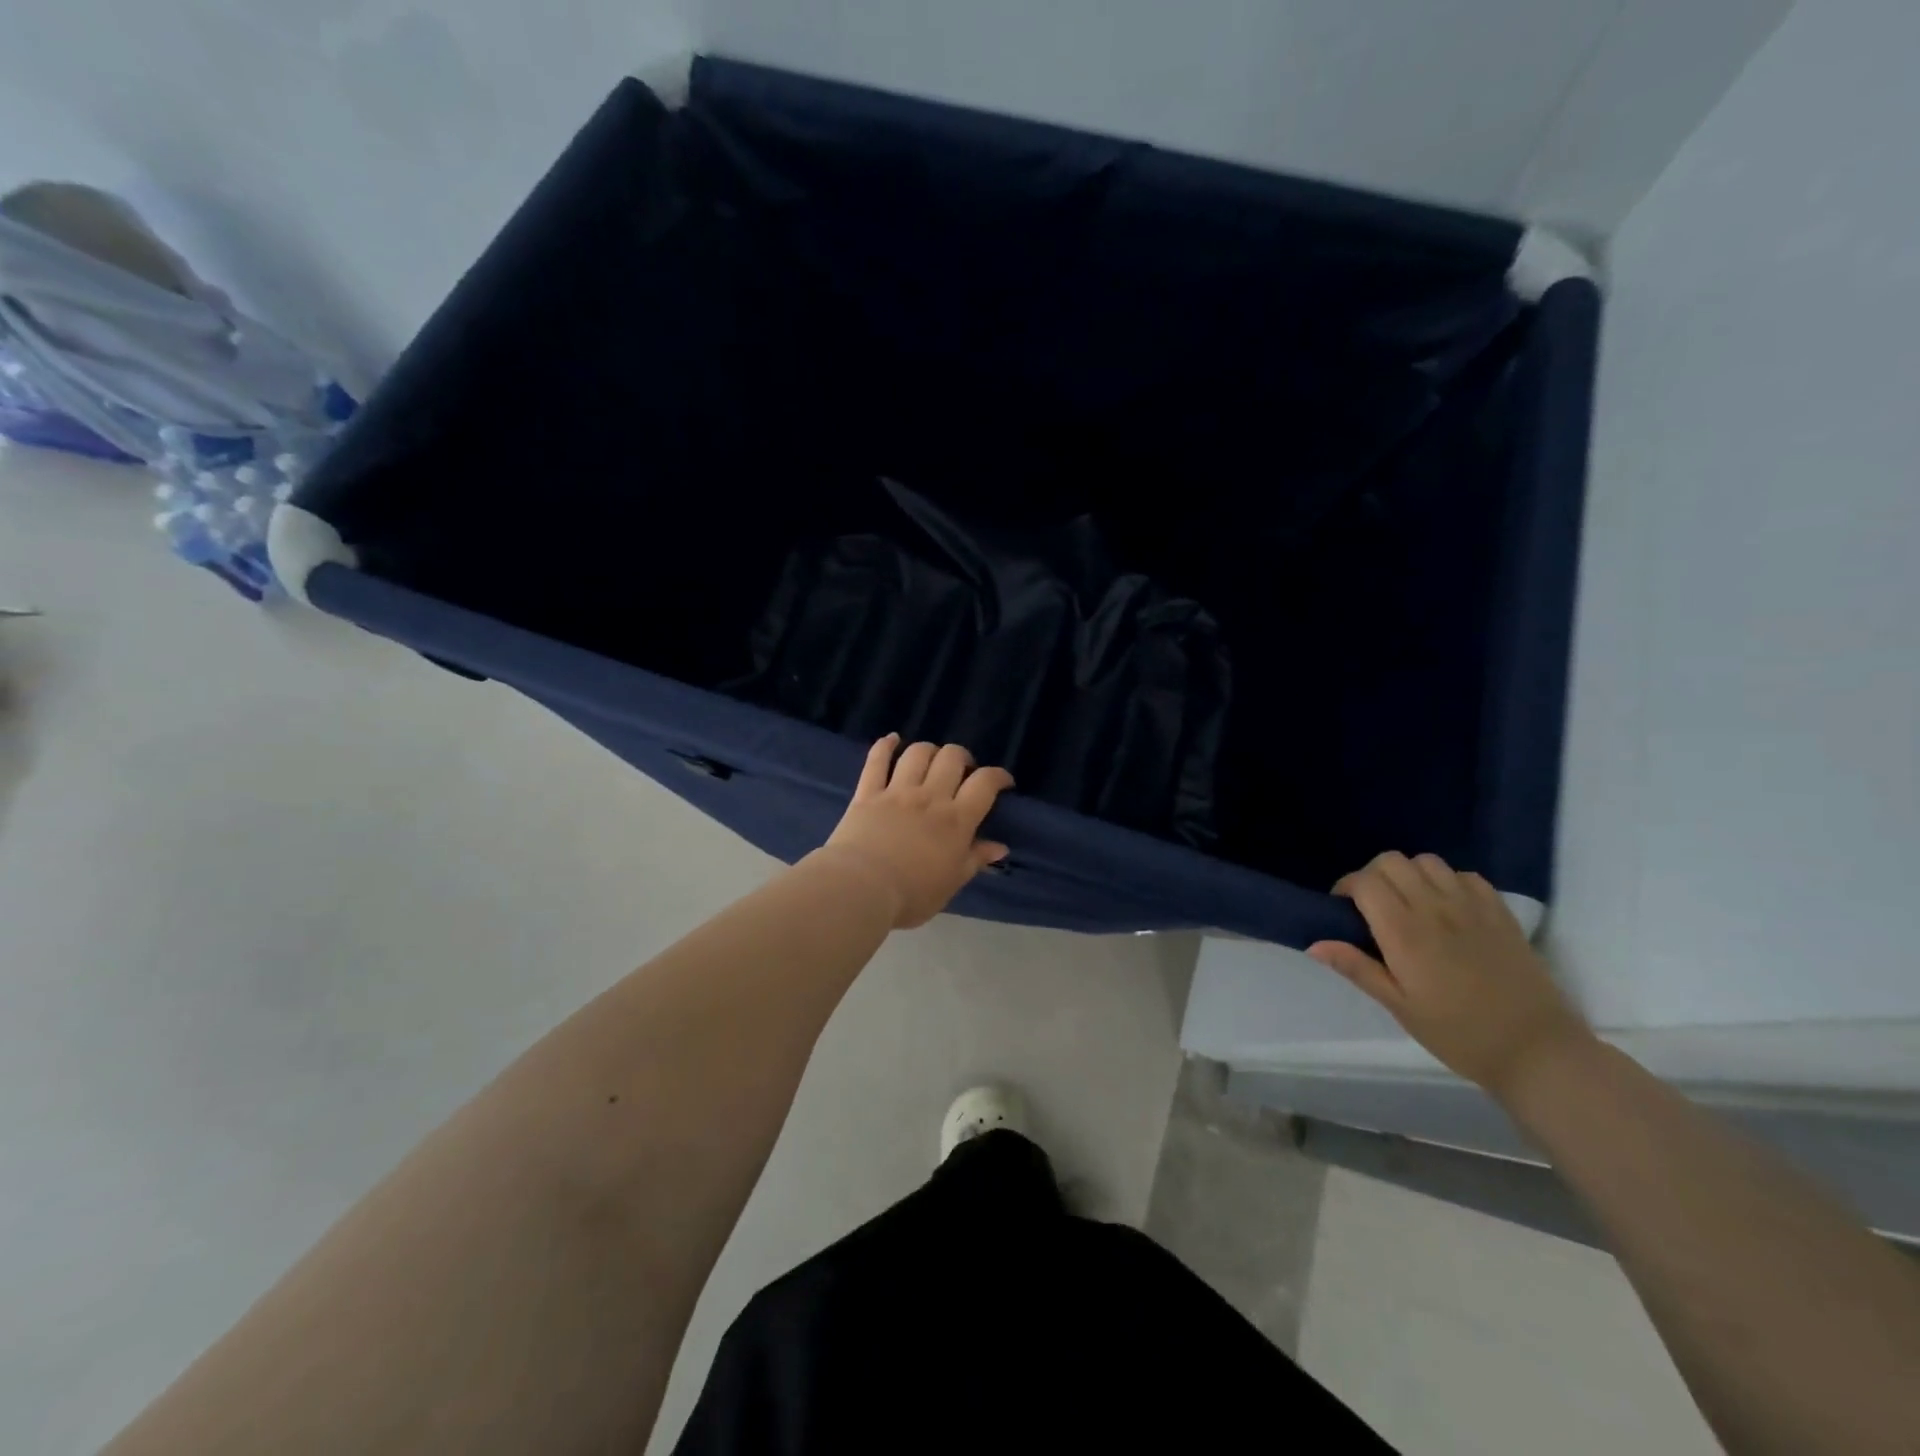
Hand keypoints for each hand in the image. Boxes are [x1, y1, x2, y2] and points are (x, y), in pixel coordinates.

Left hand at [815, 735, 1013, 929]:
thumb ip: (975, 860)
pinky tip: (892, 739)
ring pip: (918, 753)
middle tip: (963, 773)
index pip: (985, 784)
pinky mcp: (867, 793)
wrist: (861, 888)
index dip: (998, 776)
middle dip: (963, 758)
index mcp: (956, 820)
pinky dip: (885, 745)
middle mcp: (930, 797)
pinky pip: (877, 760)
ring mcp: (897, 791)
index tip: (1003, 782)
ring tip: (932, 761)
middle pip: (952, 758)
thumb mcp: (952, 883)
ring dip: (930, 751)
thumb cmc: (912, 894)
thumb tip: (1000, 847)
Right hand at [1307, 852, 1594, 1098]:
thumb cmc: (1459, 1034)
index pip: (1365, 882)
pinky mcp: (1500, 912)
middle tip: (1372, 907)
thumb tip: (1314, 944)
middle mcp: (1435, 908)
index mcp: (1404, 932)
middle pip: (1392, 862)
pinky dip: (1447, 881)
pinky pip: (1464, 875)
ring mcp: (1472, 906)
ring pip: (1427, 862)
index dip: (1346, 887)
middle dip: (1373, 876)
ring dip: (1410, 875)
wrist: (1537, 1051)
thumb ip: (1357, 968)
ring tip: (1409, 903)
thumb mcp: (1400, 1007)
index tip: (1343, 910)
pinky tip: (1447, 908)